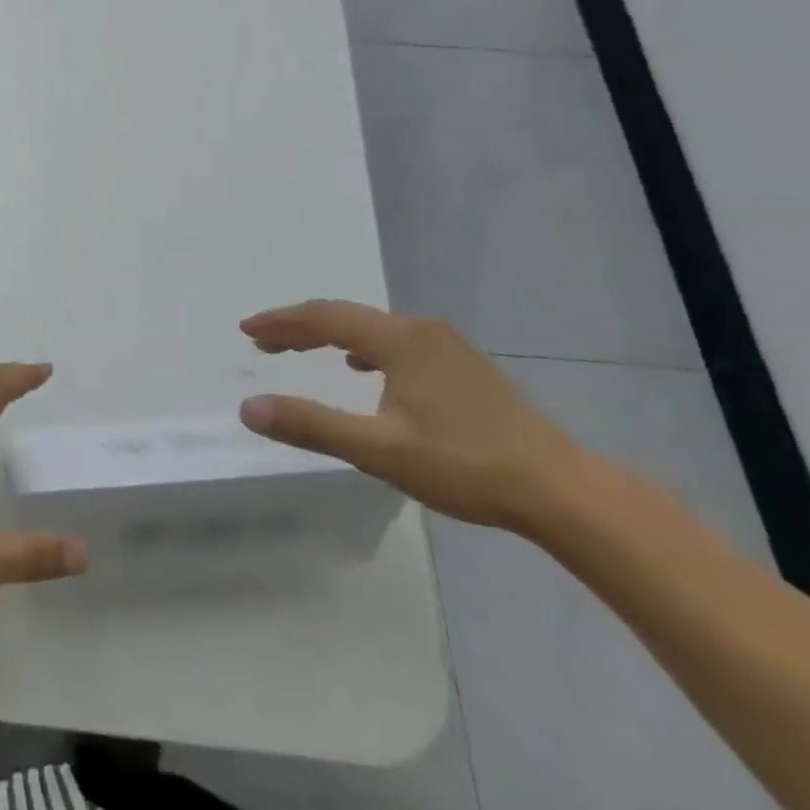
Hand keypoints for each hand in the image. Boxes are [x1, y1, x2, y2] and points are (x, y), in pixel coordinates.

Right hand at [238, 300, 589, 531]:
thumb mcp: (378, 450)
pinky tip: (363, 369)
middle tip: (264, 343)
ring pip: (373, 329)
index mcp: (399, 340)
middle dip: (300, 327)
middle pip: (346, 317)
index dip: (281, 322)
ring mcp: (448, 346)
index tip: (247, 331)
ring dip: (331, 336)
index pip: (324, 317)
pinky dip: (363, 348)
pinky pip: (397, 342)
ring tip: (302, 351)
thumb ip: (311, 425)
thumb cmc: (465, 465)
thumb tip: (249, 408)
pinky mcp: (464, 367)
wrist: (562, 491)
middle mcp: (421, 330)